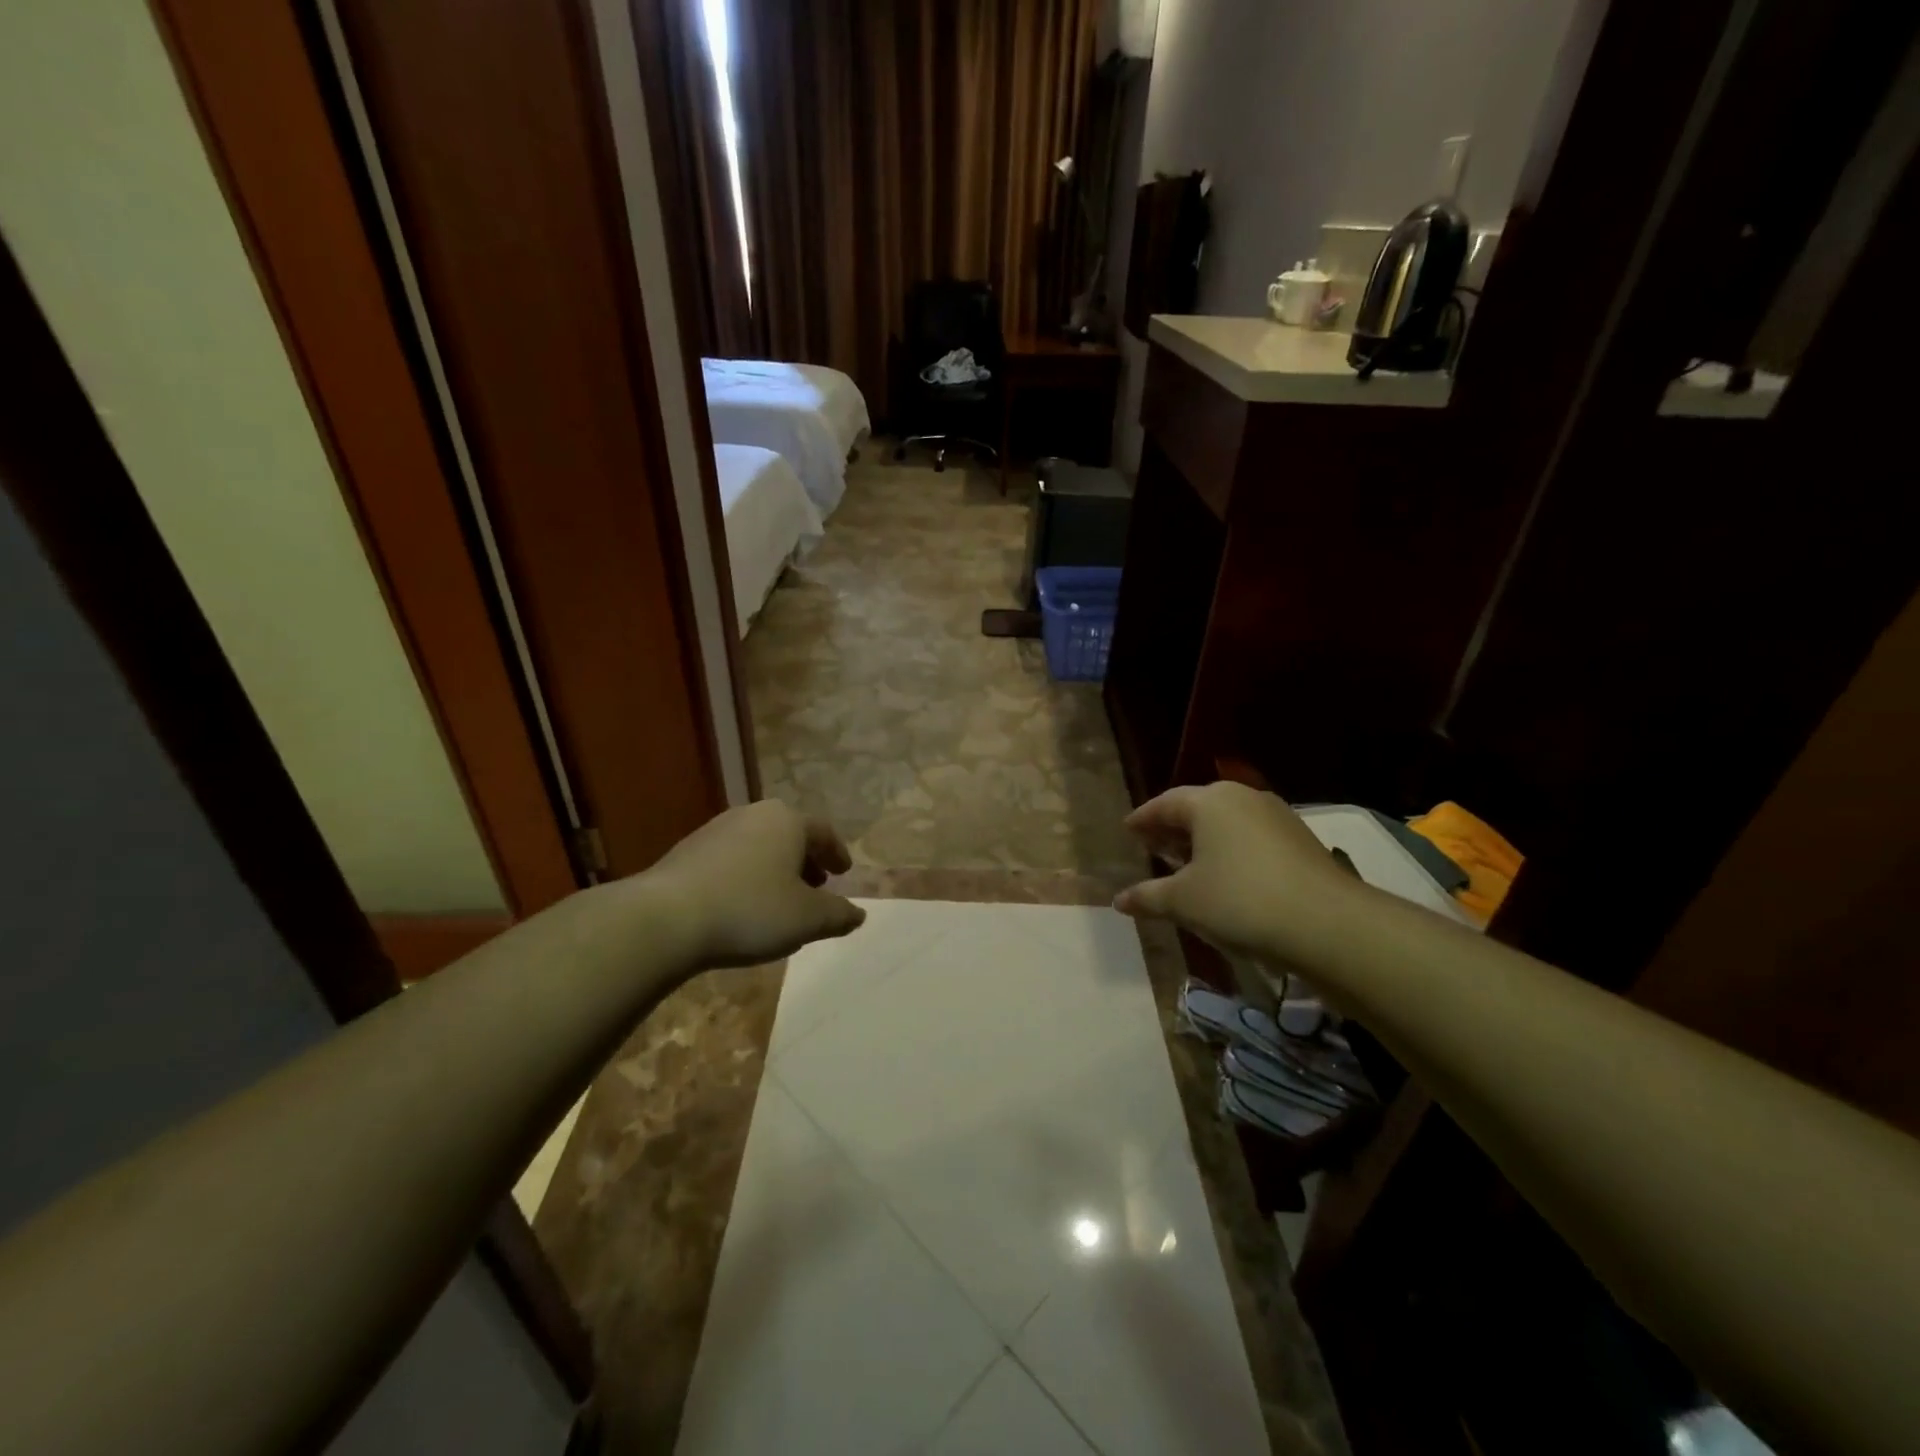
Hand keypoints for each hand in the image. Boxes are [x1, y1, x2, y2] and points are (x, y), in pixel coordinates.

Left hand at [636, 800, 865, 968]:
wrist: (665, 919)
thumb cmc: (750, 911)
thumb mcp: (808, 919)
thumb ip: (838, 915)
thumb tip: (858, 914)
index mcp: (787, 821)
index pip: (823, 831)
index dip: (837, 853)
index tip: (844, 873)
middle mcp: (753, 815)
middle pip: (790, 834)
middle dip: (806, 860)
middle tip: (816, 885)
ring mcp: (716, 830)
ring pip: (759, 845)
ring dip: (775, 868)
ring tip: (779, 898)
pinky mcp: (687, 851)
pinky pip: (731, 859)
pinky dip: (746, 876)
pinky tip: (741, 904)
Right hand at [1113, 783, 1368, 959]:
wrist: (1328, 925)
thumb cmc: (1240, 901)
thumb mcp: (1183, 902)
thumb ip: (1148, 896)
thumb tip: (1119, 900)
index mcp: (1209, 801)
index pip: (1164, 803)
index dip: (1143, 819)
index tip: (1129, 830)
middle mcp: (1243, 797)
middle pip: (1197, 809)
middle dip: (1172, 829)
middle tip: (1153, 848)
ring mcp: (1276, 816)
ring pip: (1227, 823)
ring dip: (1203, 841)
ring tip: (1187, 866)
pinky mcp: (1301, 840)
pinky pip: (1251, 838)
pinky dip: (1231, 852)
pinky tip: (1226, 878)